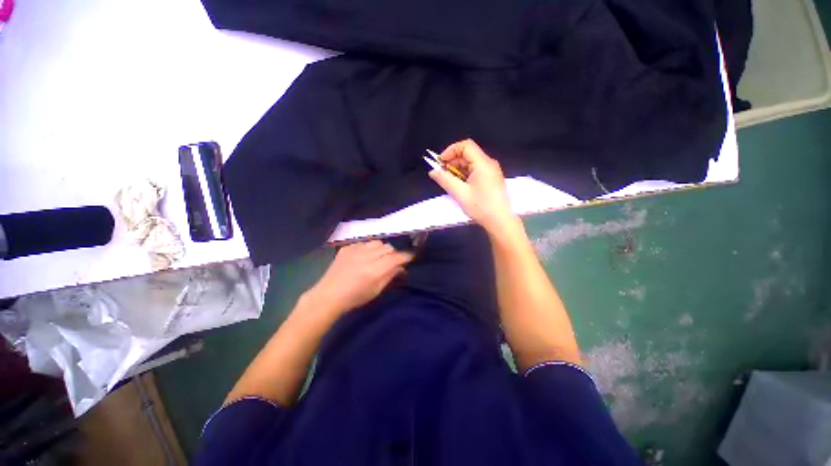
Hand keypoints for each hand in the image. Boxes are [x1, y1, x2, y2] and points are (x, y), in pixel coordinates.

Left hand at [305, 241, 413, 313]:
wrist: (329, 295)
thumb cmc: (355, 297)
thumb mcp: (376, 290)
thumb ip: (390, 276)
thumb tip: (401, 267)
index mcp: (375, 270)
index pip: (396, 257)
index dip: (405, 256)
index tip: (410, 256)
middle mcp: (367, 256)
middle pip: (388, 247)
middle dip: (393, 253)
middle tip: (391, 262)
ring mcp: (355, 250)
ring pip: (377, 242)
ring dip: (381, 249)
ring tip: (378, 257)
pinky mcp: (347, 248)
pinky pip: (364, 242)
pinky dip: (368, 248)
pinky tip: (364, 256)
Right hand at [428, 139, 516, 232]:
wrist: (500, 221)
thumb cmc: (480, 206)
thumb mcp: (460, 193)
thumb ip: (445, 180)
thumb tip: (432, 171)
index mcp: (483, 163)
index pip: (466, 146)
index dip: (451, 150)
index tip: (440, 162)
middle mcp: (489, 163)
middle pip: (468, 154)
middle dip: (452, 161)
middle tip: (442, 174)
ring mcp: (491, 171)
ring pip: (471, 163)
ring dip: (458, 169)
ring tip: (449, 181)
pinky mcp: (491, 178)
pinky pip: (475, 170)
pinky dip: (465, 174)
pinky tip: (459, 185)